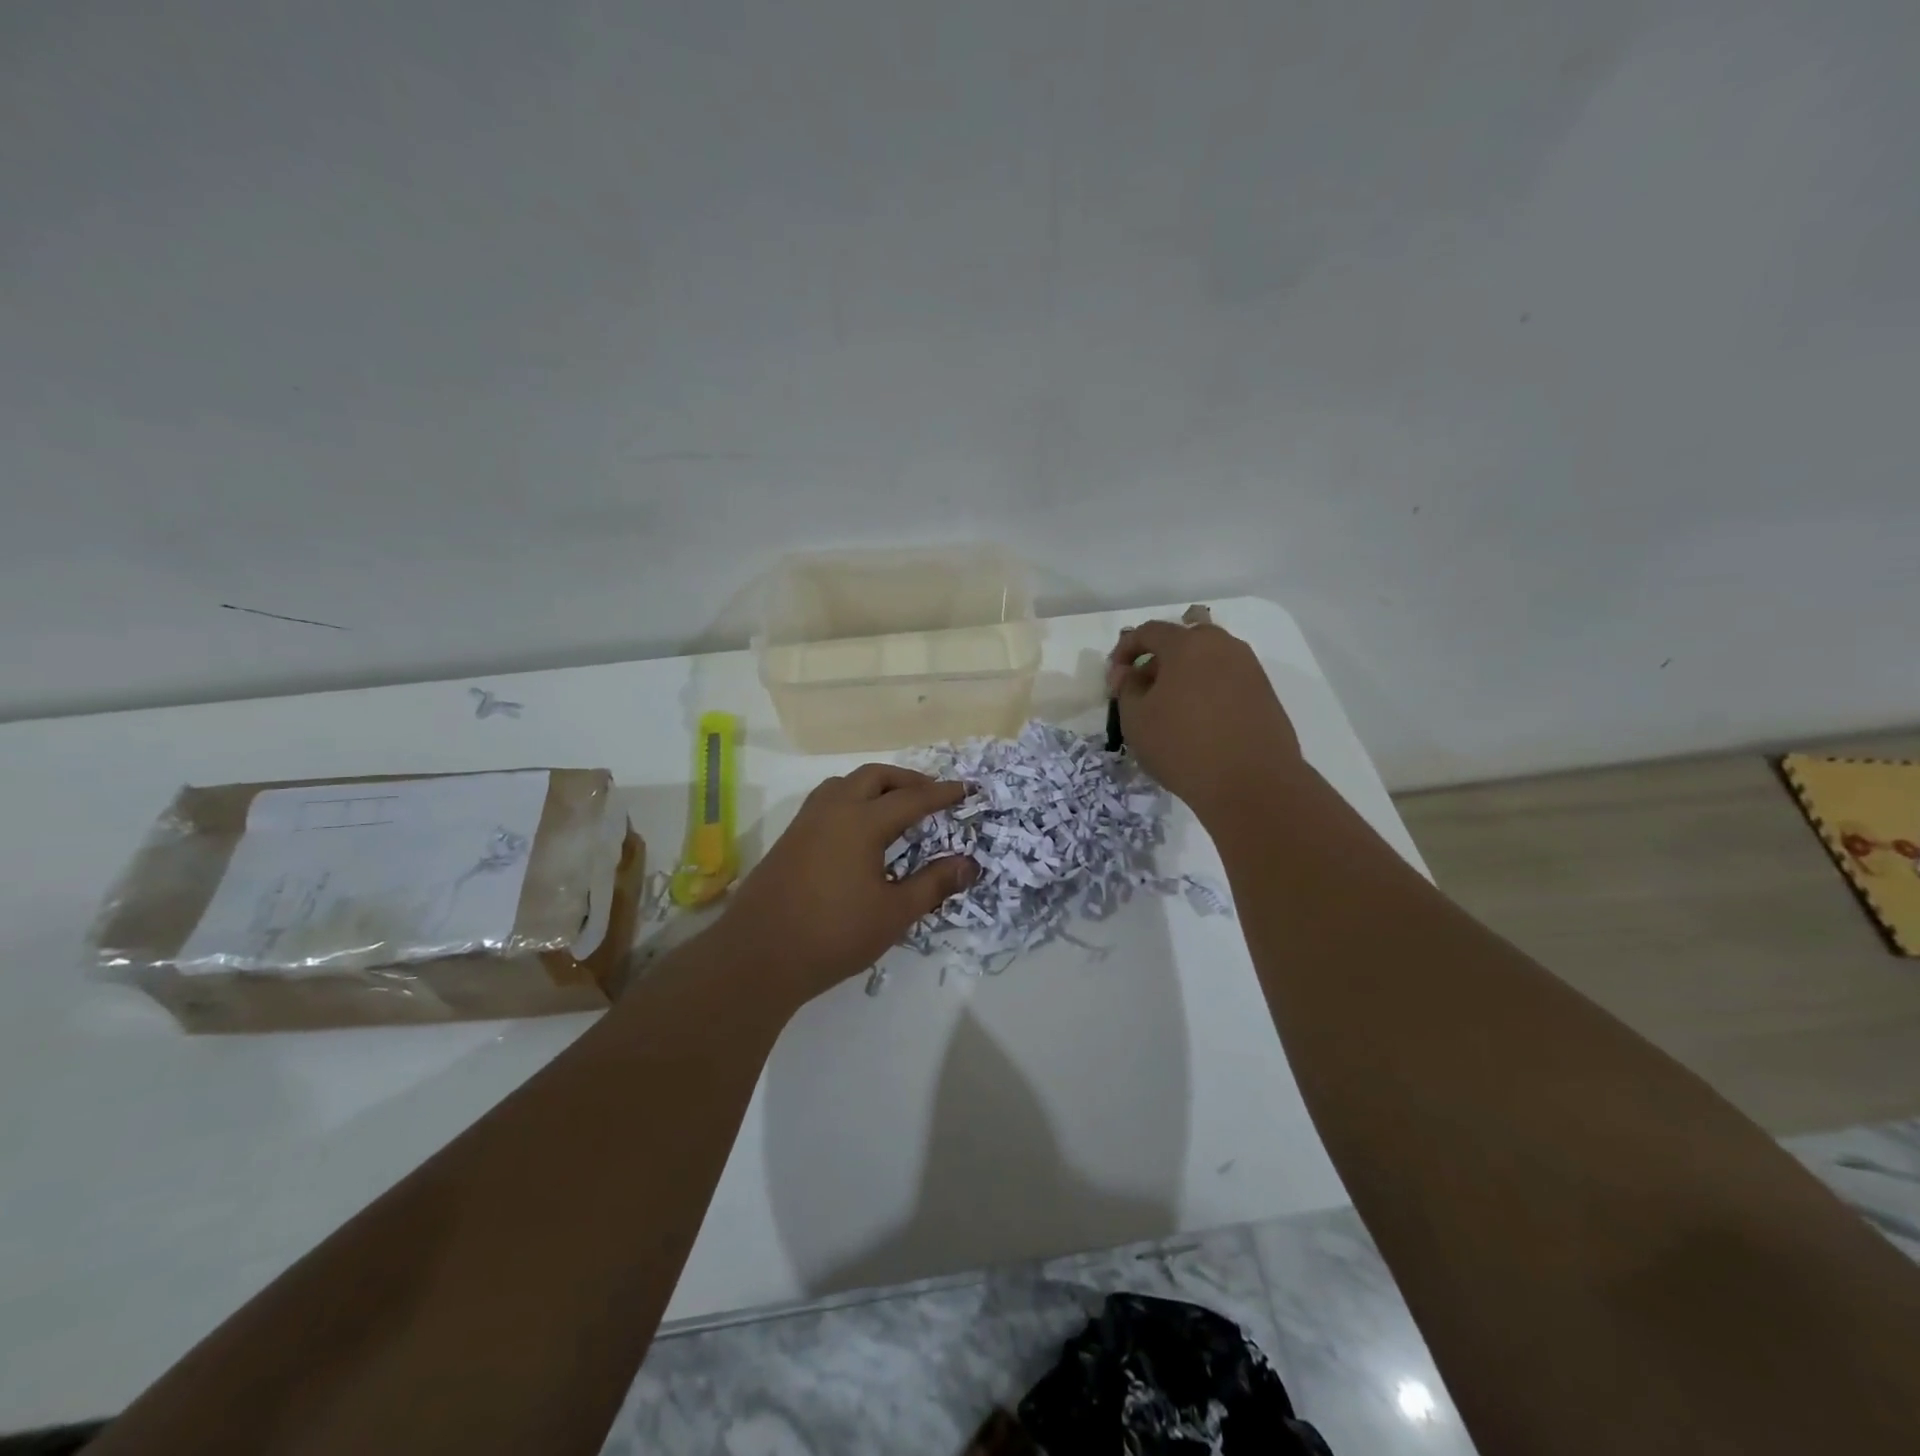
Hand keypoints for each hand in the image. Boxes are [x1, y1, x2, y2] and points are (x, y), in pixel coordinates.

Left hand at [719, 764, 978, 1005]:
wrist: (758, 956)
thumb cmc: (834, 935)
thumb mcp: (894, 914)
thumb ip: (933, 884)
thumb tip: (968, 864)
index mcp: (861, 822)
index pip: (912, 798)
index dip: (943, 794)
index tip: (968, 789)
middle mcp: (832, 810)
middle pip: (875, 776)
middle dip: (907, 780)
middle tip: (932, 795)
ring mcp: (806, 822)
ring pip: (845, 783)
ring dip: (875, 785)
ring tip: (895, 806)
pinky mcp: (789, 838)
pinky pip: (826, 801)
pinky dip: (852, 799)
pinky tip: (858, 830)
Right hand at [1106, 616, 1302, 823]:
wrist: (1252, 783)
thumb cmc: (1183, 746)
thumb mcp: (1136, 719)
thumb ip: (1127, 688)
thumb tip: (1130, 673)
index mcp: (1188, 644)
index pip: (1149, 631)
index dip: (1125, 650)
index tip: (1115, 677)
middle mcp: (1223, 646)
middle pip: (1183, 640)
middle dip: (1158, 660)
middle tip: (1143, 690)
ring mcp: (1249, 668)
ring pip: (1208, 660)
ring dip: (1184, 675)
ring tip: (1170, 709)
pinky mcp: (1265, 693)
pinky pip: (1226, 680)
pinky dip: (1207, 690)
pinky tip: (1198, 721)